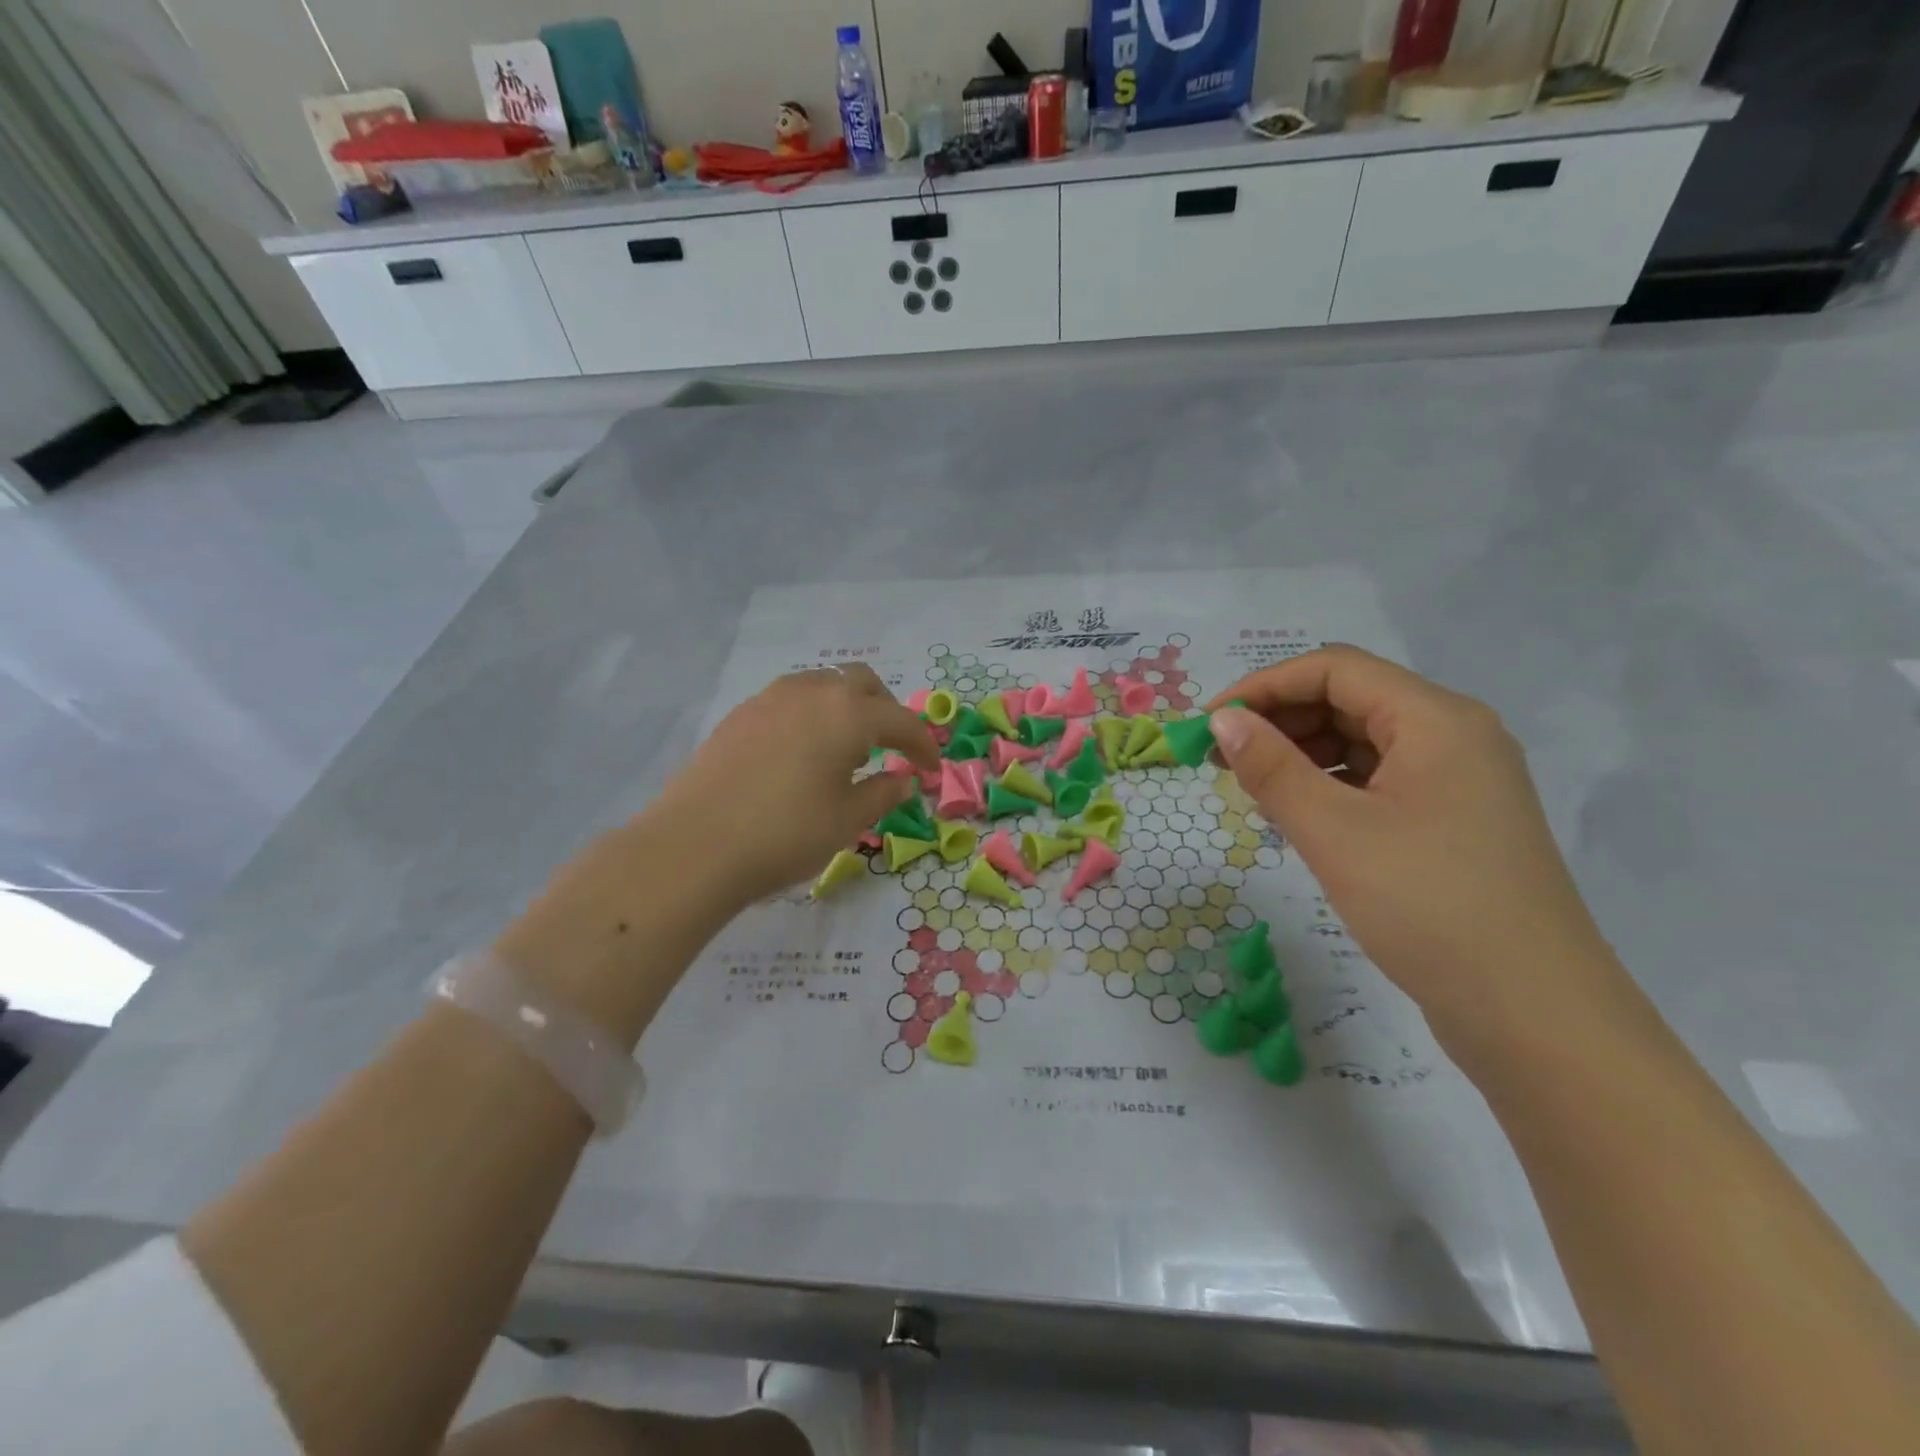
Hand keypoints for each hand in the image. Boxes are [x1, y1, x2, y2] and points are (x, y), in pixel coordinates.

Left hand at [652, 664, 938, 905]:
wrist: (695, 845)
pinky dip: (810, 716)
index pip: (901, 720)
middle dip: (885, 710)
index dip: (922, 744)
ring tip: (845, 747)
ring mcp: (770, 699)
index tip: (931, 768)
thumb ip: (883, 793)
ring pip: (822, 685)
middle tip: (890, 746)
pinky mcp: (740, 714)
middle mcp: (812, 692)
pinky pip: (790, 701)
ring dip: (845, 707)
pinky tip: (801, 752)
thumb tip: (901, 778)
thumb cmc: (786, 833)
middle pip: (861, 683)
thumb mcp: (848, 820)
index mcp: (848, 714)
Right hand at [1207, 646, 1620, 1038]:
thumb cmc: (1430, 907)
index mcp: (1436, 720)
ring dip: (1301, 752)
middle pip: (1351, 699)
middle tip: (1222, 758)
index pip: (1335, 669)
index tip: (1210, 724)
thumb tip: (1223, 720)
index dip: (1264, 685)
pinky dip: (1330, 785)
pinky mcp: (1451, 822)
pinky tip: (1298, 814)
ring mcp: (1457, 781)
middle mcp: (1453, 736)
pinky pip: (1378, 779)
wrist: (1534, 1015)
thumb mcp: (1336, 832)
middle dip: (1280, 719)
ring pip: (1362, 740)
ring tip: (1253, 787)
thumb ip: (1272, 768)